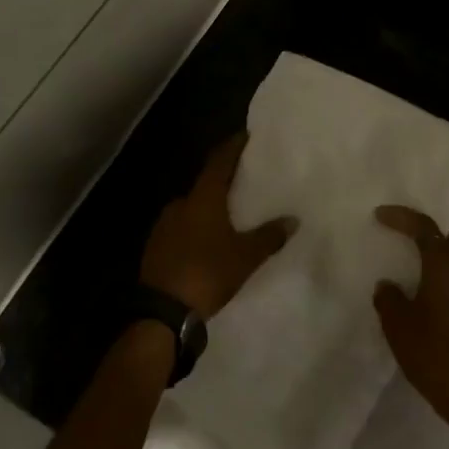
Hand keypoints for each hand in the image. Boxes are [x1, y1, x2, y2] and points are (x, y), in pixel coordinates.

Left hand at [140, 133, 295, 321]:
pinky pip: (181, 228)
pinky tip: (207, 241)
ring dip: (208, 207)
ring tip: (229, 215)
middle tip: (243, 182)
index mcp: (203, 199)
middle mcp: (180, 204)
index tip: (244, 136)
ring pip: (192, 207)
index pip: (219, 162)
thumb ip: (269, 236)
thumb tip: (293, 219)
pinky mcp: (155, 246)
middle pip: (205, 184)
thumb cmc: (207, 273)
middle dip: (223, 181)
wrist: (162, 311)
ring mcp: (164, 225)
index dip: (232, 147)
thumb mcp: (245, 257)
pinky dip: (196, 227)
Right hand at [372, 206, 448, 438]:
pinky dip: (445, 280)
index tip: (380, 216)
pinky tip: (428, 298)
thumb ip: (389, 299)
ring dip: (438, 259)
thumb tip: (387, 285)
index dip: (402, 217)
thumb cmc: (432, 353)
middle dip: (428, 235)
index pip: (424, 228)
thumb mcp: (398, 325)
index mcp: (443, 267)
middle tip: (404, 241)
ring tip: (413, 271)